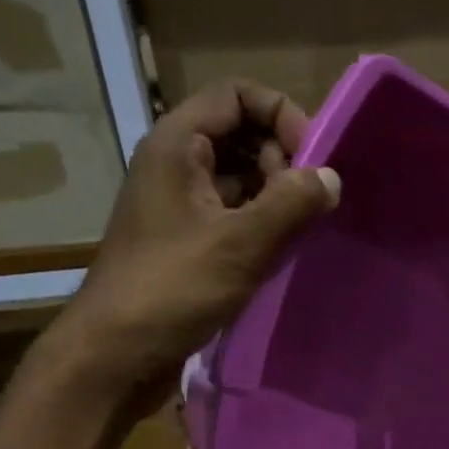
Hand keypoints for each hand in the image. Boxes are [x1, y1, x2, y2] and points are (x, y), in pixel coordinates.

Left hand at [45, 80, 340, 396]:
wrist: (117, 353)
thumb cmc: (172, 289)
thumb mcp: (239, 243)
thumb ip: (290, 204)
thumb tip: (331, 178)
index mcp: (177, 145)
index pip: (236, 95)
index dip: (280, 115)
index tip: (312, 160)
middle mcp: (176, 165)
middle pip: (240, 134)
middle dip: (281, 159)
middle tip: (305, 203)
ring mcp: (179, 206)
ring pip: (239, 179)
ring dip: (275, 196)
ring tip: (300, 231)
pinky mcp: (186, 244)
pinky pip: (232, 216)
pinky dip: (261, 225)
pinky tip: (281, 253)